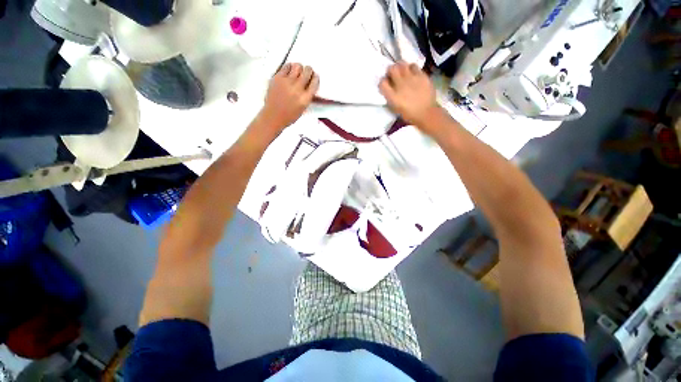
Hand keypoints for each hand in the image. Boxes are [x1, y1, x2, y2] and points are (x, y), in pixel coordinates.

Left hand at [259, 63, 319, 131]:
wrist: (273, 116)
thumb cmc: (289, 116)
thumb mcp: (303, 108)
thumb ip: (308, 96)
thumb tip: (310, 84)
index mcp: (305, 98)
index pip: (314, 82)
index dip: (315, 78)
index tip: (314, 76)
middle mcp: (298, 89)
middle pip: (307, 71)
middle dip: (308, 70)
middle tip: (307, 71)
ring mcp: (287, 82)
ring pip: (297, 66)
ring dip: (299, 67)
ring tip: (297, 71)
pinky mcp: (278, 78)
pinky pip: (286, 66)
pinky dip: (289, 67)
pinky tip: (289, 71)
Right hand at [379, 62, 439, 129]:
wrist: (426, 113)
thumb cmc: (409, 114)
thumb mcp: (396, 108)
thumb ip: (391, 97)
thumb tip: (389, 88)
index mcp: (393, 96)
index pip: (382, 83)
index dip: (383, 82)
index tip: (386, 84)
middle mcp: (400, 85)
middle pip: (391, 69)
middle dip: (391, 70)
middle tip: (393, 74)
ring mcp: (411, 79)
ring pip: (402, 64)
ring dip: (401, 67)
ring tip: (403, 72)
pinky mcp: (421, 75)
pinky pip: (413, 66)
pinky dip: (411, 68)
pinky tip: (413, 73)